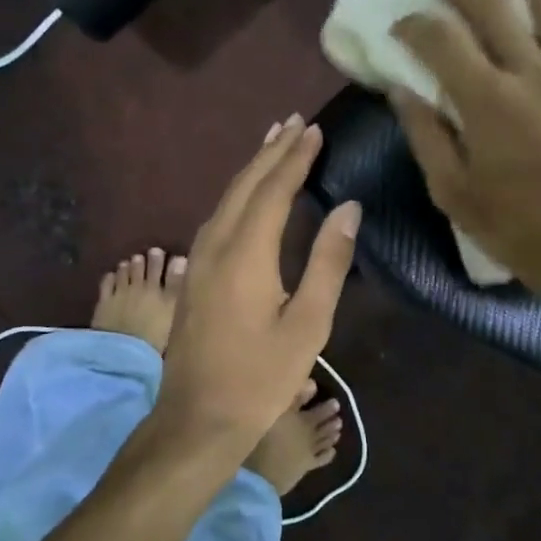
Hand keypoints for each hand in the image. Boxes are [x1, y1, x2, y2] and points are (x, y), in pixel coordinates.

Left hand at [151, 115, 360, 458]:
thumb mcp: (309, 324)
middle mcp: (215, 246)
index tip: (314, 130)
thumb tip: (348, 207)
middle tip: (294, 122)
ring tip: (274, 144)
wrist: (197, 418)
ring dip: (252, 169)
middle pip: (244, 185)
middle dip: (271, 152)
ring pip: (226, 199)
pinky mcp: (192, 275)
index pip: (274, 190)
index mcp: (246, 254)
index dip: (295, 158)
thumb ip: (328, 261)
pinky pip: (217, 217)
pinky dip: (238, 194)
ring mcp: (197, 260)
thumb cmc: (261, 377)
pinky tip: (247, 195)